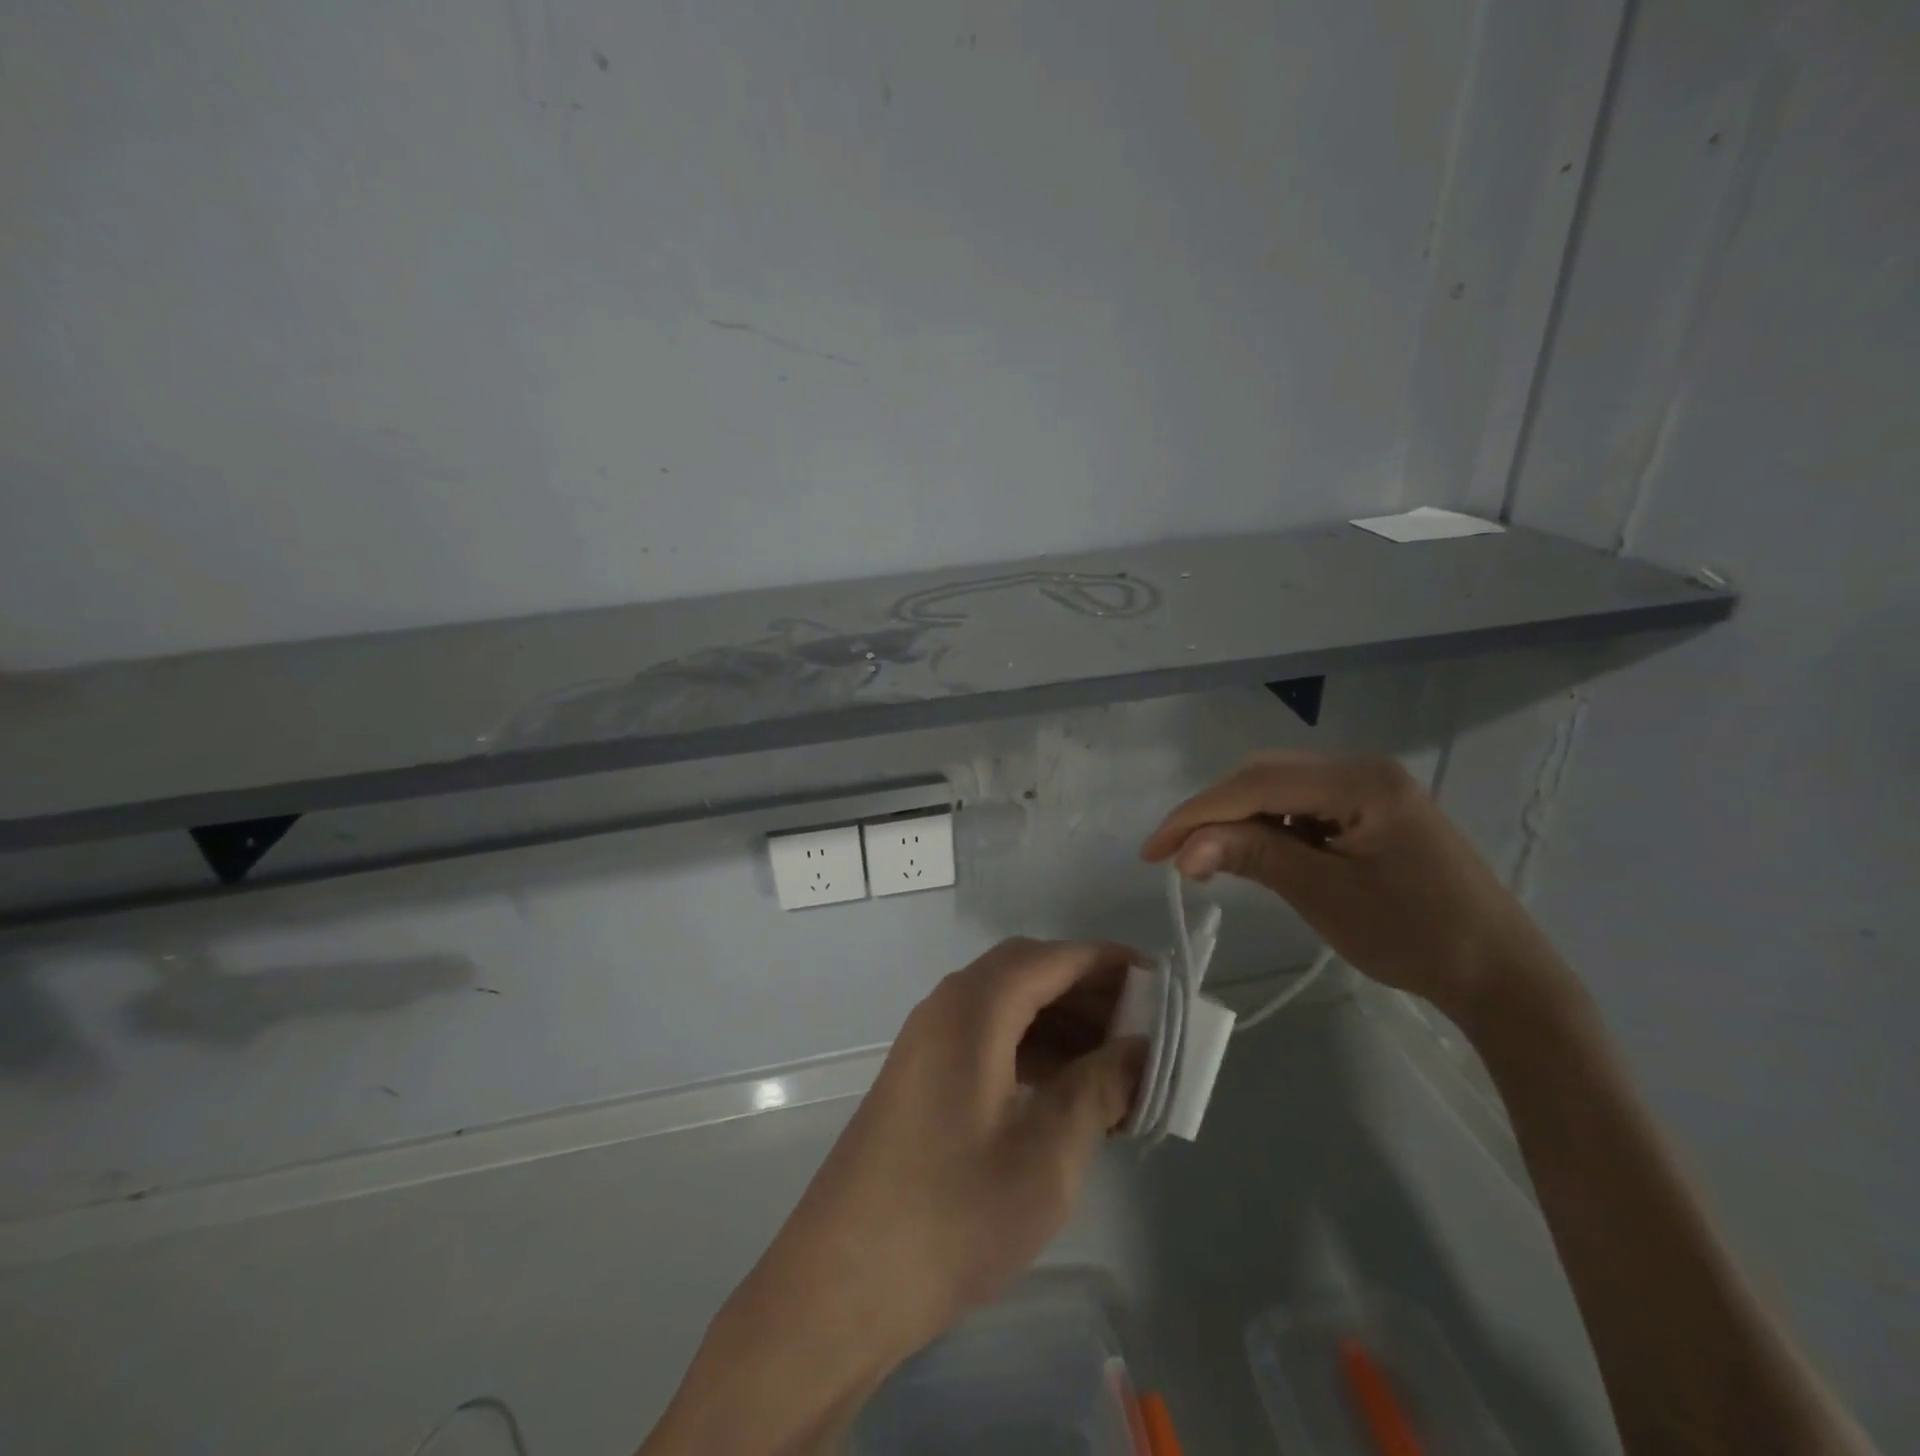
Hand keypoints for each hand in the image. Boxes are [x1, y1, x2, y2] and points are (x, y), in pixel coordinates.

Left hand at [643, 939, 1142, 1454]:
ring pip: (1008, 1009)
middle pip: (1029, 975)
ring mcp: (929, 1044)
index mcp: (973, 1008)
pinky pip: (989, 1041)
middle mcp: (946, 1009)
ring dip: (1062, 1026)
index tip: (1161, 985)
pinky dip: (1033, 1053)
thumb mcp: (1046, 1154)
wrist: (844, 1285)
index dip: (1108, 963)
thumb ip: (1098, 1088)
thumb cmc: (952, 1214)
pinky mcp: (923, 1079)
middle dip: (1089, 994)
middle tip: (1144, 1030)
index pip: (1052, 958)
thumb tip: (1139, 1049)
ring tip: (1117, 1067)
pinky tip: (1068, 1093)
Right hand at [1140, 752, 1563, 1022]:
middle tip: (1175, 855)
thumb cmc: (1417, 937)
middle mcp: (1362, 768)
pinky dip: (1268, 825)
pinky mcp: (1371, 808)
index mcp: (1360, 780)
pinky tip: (1254, 851)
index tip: (1152, 851)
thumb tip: (1184, 849)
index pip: (1256, 785)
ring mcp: (1369, 786)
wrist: (1502, 975)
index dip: (1196, 815)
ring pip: (1278, 787)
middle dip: (1212, 812)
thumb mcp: (1325, 895)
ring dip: (1237, 818)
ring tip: (1207, 857)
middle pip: (1263, 776)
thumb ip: (1253, 856)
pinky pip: (1302, 804)